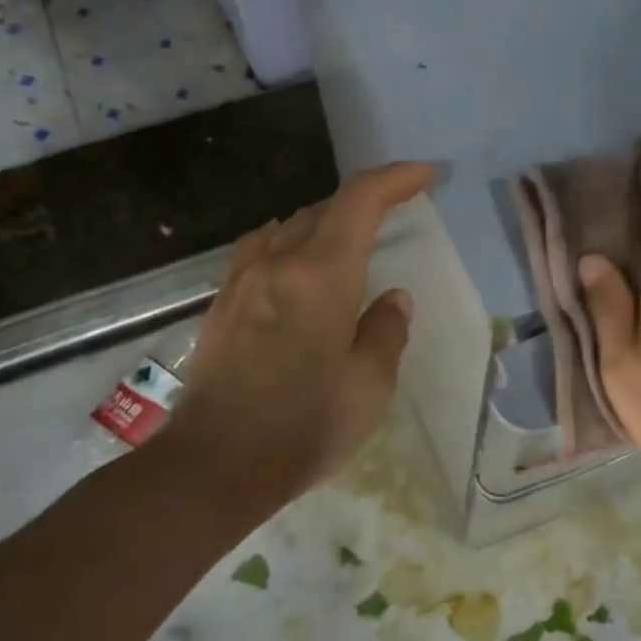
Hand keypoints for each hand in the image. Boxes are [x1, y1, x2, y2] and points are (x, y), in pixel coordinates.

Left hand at [159, 162, 435, 515]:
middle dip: (366, 200)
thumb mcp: (370, 385)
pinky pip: (261, 249)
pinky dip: (292, 241)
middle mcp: (278, 263)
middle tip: (398, 208)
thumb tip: (392, 299)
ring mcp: (242, 281)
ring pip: (290, 226)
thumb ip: (386, 331)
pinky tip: (297, 262)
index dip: (396, 178)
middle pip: (324, 208)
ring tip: (352, 237)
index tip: (425, 176)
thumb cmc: (305, 426)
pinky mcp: (222, 304)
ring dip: (327, 221)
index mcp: (321, 275)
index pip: (360, 200)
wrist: (214, 465)